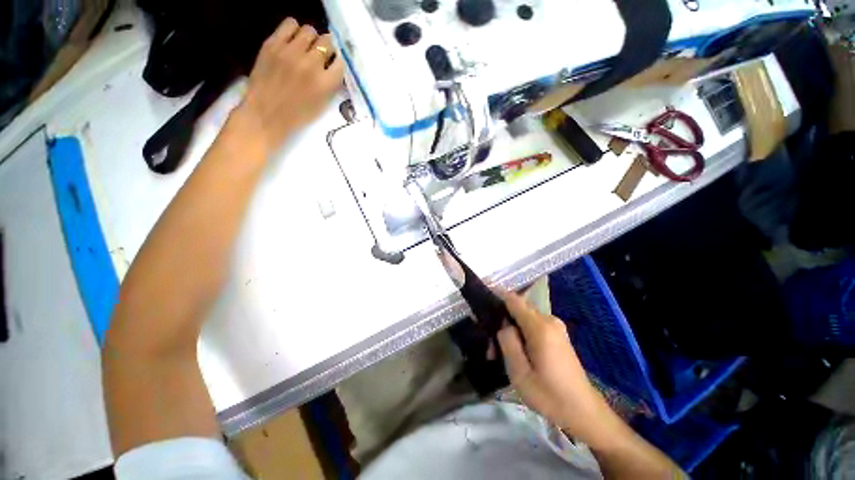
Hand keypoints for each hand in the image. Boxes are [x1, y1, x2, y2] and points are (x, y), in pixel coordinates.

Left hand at [229, 18, 344, 154]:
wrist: (265, 114)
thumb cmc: (297, 115)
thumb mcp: (322, 105)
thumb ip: (330, 85)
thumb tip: (333, 67)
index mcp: (325, 83)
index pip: (341, 62)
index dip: (337, 63)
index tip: (333, 65)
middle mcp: (311, 64)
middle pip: (327, 42)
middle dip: (326, 48)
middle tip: (320, 55)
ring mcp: (290, 51)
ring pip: (309, 30)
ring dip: (311, 38)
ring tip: (305, 46)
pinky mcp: (273, 44)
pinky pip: (290, 24)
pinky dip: (294, 30)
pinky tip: (292, 40)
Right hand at [497, 290, 613, 441]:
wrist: (583, 412)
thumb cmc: (549, 395)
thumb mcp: (519, 373)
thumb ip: (507, 342)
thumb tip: (503, 325)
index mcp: (539, 327)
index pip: (513, 299)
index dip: (496, 296)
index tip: (481, 301)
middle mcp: (549, 320)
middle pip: (518, 308)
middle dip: (502, 320)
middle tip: (491, 345)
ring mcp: (555, 326)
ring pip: (524, 317)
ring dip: (511, 329)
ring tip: (501, 353)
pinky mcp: (558, 334)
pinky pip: (533, 325)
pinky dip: (522, 333)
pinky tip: (517, 353)